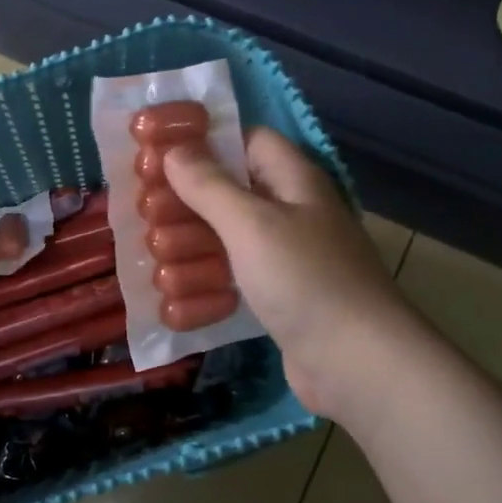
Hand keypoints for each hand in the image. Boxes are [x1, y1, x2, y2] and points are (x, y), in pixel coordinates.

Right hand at [163, 130, 417, 419]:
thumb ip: (209, 184)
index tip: (157, 157)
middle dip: (185, 206)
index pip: (246, 141)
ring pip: (226, 241)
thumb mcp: (251, 223)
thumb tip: (173, 150)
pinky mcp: (278, 298)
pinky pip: (233, 282)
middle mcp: (290, 213)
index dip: (203, 143)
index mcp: (292, 181)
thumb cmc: (304, 278)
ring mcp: (284, 259)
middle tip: (145, 219)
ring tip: (155, 265)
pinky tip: (174, 301)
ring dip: (189, 252)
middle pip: (228, 194)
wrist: (356, 361)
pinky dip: (205, 288)